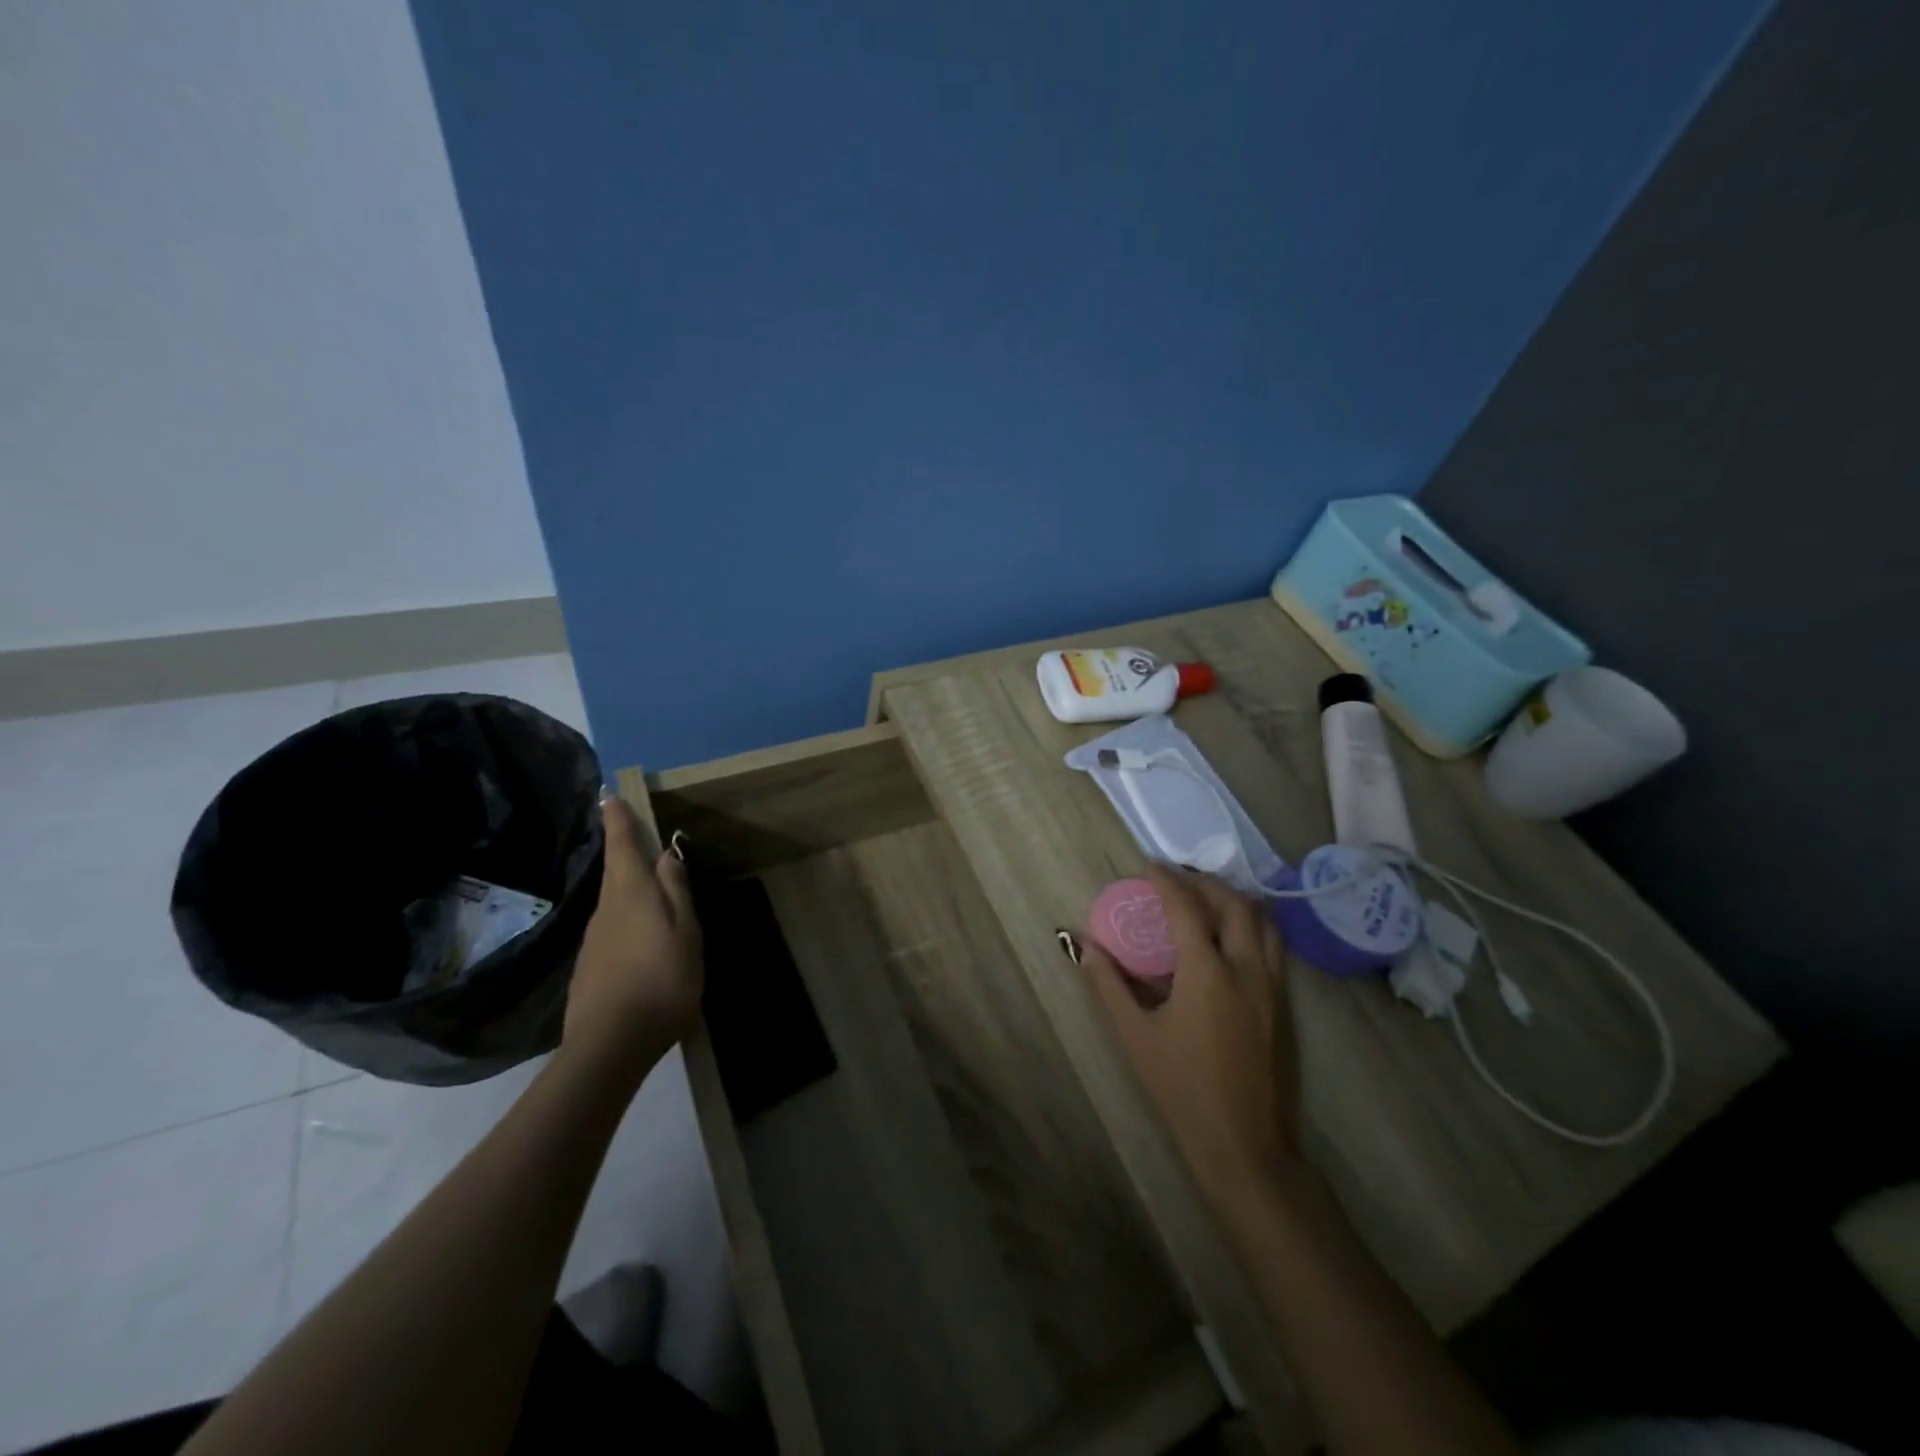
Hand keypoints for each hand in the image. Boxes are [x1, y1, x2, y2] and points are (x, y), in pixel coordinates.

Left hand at [563, 793, 703, 1071]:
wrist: (610, 1045)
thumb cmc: (662, 981)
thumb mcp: (686, 933)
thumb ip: (677, 893)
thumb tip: (666, 856)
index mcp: (631, 895)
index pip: (622, 846)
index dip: (618, 820)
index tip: (609, 796)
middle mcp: (606, 910)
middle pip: (615, 873)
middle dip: (622, 851)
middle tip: (633, 835)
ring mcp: (592, 941)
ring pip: (614, 903)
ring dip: (628, 891)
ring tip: (651, 896)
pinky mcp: (588, 968)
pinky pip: (611, 931)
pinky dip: (626, 923)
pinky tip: (641, 944)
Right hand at [1078, 866, 1300, 1196]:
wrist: (1246, 1148)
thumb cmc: (1182, 1090)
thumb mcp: (1135, 1036)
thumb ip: (1108, 985)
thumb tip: (1083, 946)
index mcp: (1208, 974)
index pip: (1187, 907)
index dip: (1166, 880)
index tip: (1147, 865)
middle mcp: (1247, 970)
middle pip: (1234, 904)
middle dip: (1204, 882)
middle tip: (1176, 880)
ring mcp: (1273, 988)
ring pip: (1263, 922)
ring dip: (1234, 900)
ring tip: (1204, 901)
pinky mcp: (1285, 1006)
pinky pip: (1273, 947)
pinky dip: (1250, 926)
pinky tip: (1228, 940)